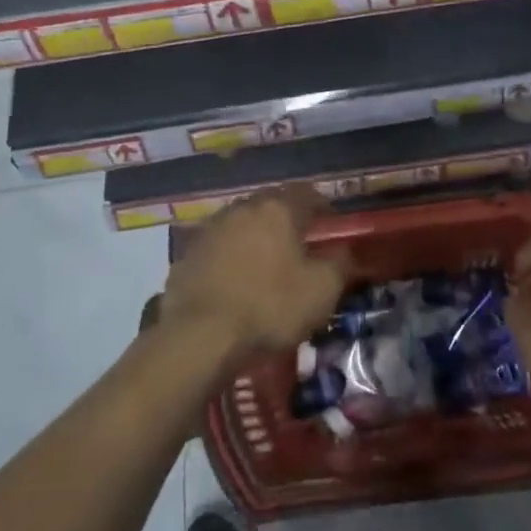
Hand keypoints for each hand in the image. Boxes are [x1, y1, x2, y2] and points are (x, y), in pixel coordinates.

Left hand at [159, 185, 344, 366]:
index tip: (330, 220)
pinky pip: (217, 248)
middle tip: (298, 241)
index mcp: (278, 210)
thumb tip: (343, 251)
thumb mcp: (322, 290)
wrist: (200, 337)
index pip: (306, 193)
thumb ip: (340, 263)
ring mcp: (210, 230)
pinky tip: (233, 281)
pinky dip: (229, 258)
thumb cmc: (270, 307)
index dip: (321, 205)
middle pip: (270, 205)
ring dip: (255, 237)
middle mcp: (243, 209)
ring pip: (241, 224)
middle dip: (286, 219)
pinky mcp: (187, 255)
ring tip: (264, 262)